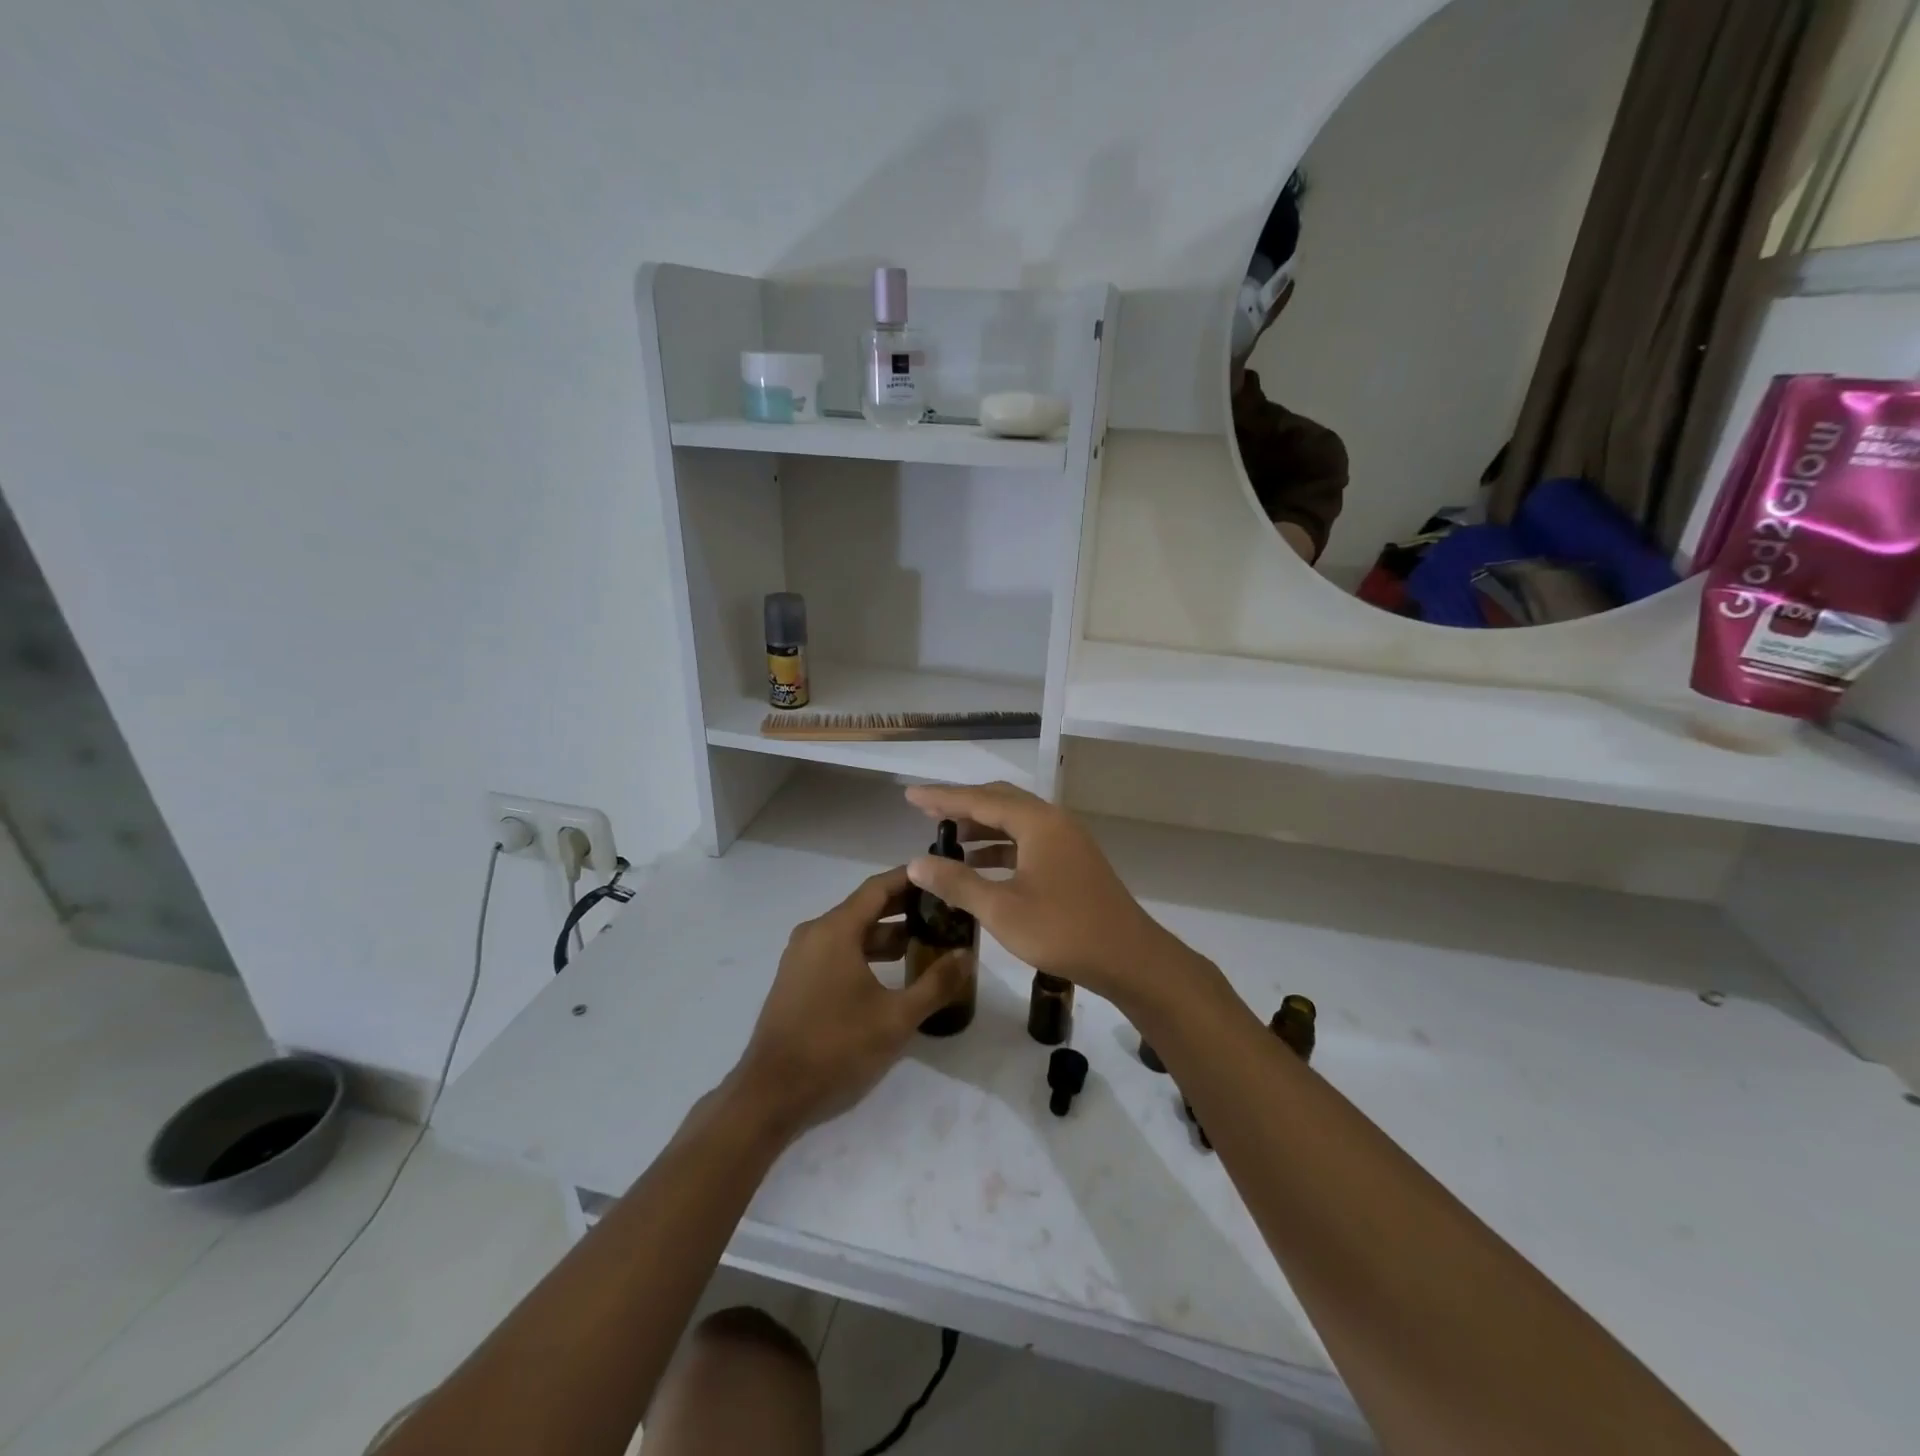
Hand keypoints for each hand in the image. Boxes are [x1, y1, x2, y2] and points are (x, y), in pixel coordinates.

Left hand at [734, 866, 968, 1136]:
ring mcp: (801, 957)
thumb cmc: (837, 1047)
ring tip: (925, 942)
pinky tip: (891, 972)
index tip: (941, 875)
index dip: (911, 878)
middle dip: (904, 907)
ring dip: (886, 934)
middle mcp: (815, 933)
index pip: (879, 887)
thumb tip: (967, 955)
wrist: (771, 1094)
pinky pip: (837, 951)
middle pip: (865, 907)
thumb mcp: (896, 1018)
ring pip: (851, 932)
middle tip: (943, 911)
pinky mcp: (797, 980)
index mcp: (836, 930)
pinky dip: (865, 952)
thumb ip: (936, 983)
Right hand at [903, 782, 1186, 1003]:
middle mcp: (1054, 821)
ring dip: (981, 827)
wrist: (1129, 958)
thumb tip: (915, 862)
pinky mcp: (1072, 862)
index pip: (980, 799)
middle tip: (927, 814)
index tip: (911, 796)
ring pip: (1015, 822)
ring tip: (947, 840)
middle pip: (1000, 802)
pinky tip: (980, 866)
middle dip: (962, 806)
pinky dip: (1000, 847)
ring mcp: (1067, 841)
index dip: (942, 798)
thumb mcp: (1002, 909)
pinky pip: (1028, 841)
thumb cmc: (1063, 930)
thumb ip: (957, 882)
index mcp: (1037, 822)